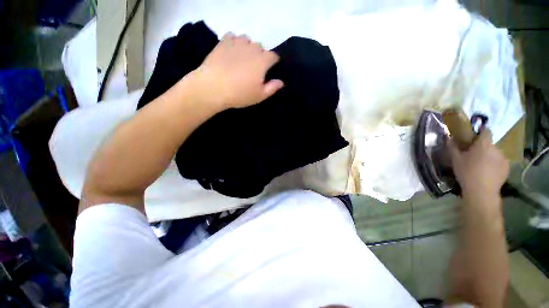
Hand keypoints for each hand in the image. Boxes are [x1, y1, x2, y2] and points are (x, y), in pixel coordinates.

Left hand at [190, 33, 283, 108]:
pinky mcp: (223, 43)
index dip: (270, 62)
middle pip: (259, 46)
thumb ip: (271, 88)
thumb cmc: (237, 94)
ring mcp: (237, 43)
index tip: (265, 69)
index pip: (273, 56)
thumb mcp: (257, 96)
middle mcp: (253, 48)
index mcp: (263, 60)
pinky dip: (230, 39)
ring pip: (245, 38)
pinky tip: (227, 47)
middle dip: (257, 53)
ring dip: (244, 44)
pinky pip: (230, 35)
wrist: (211, 87)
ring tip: (238, 53)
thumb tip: (280, 81)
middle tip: (249, 64)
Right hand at [448, 129, 508, 196]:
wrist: (481, 195)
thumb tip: (448, 138)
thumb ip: (452, 148)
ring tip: (486, 172)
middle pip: (491, 145)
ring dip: (493, 160)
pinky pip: (502, 166)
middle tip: (480, 161)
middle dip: (487, 150)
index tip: (478, 143)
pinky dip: (498, 170)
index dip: (482, 135)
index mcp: (484, 141)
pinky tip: (493, 178)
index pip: (486, 130)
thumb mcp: (457, 162)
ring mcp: (502, 157)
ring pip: (497, 156)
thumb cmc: (468, 175)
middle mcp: (495, 146)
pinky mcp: (506, 168)